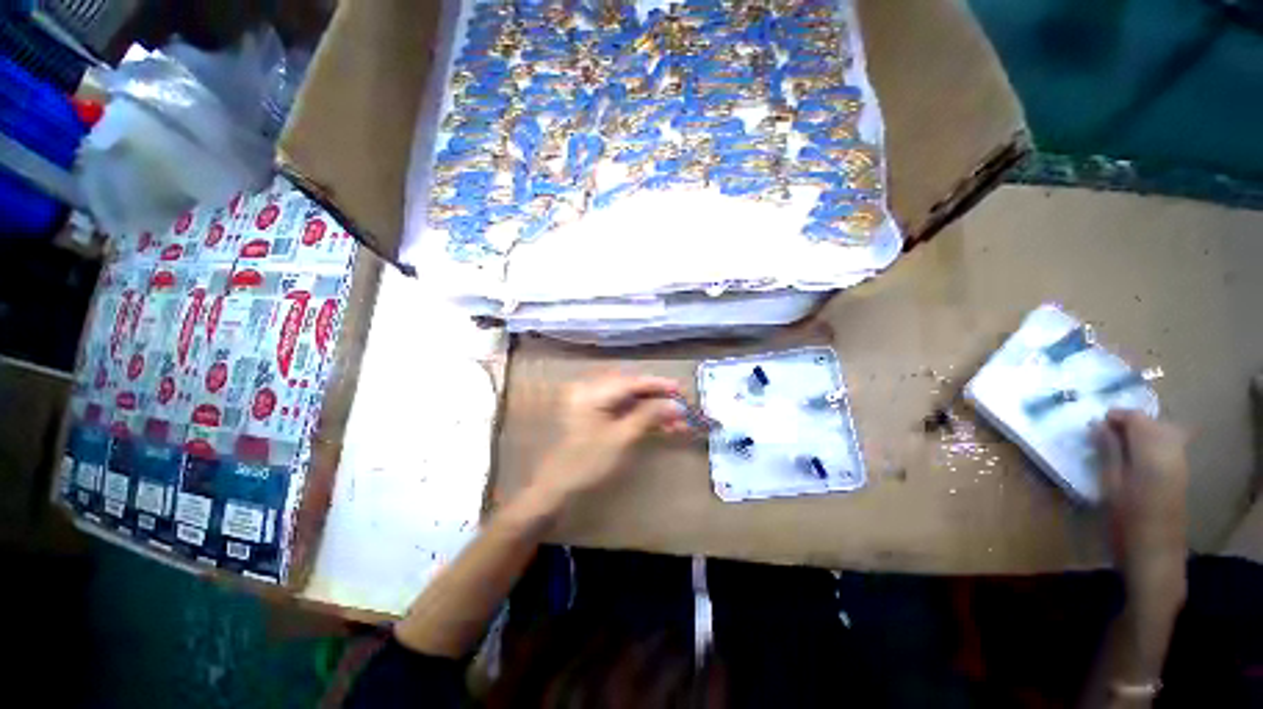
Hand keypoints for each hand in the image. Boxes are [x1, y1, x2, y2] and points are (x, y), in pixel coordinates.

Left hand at [529, 372, 685, 506]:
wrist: (558, 488)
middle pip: (632, 389)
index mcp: (592, 392)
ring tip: (676, 423)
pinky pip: (623, 410)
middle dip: (658, 399)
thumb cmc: (587, 462)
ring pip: (630, 400)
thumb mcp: (621, 438)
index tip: (680, 389)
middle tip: (681, 407)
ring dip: (652, 410)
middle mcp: (591, 390)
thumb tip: (676, 404)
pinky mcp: (596, 415)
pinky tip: (660, 426)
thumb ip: (649, 416)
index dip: (657, 385)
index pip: (631, 382)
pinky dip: (641, 417)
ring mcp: (593, 403)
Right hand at [1094, 410, 1189, 609]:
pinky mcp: (1180, 477)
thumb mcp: (1110, 486)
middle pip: (1154, 424)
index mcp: (1152, 454)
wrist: (1156, 558)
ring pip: (1163, 435)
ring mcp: (1180, 466)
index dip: (1116, 416)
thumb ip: (1109, 452)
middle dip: (1129, 424)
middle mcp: (1171, 453)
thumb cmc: (1126, 522)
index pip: (1138, 419)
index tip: (1094, 424)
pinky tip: (1134, 460)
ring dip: (1140, 434)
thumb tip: (1099, 425)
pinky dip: (1150, 446)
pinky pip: (1168, 448)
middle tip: (1102, 435)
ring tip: (1116, 446)